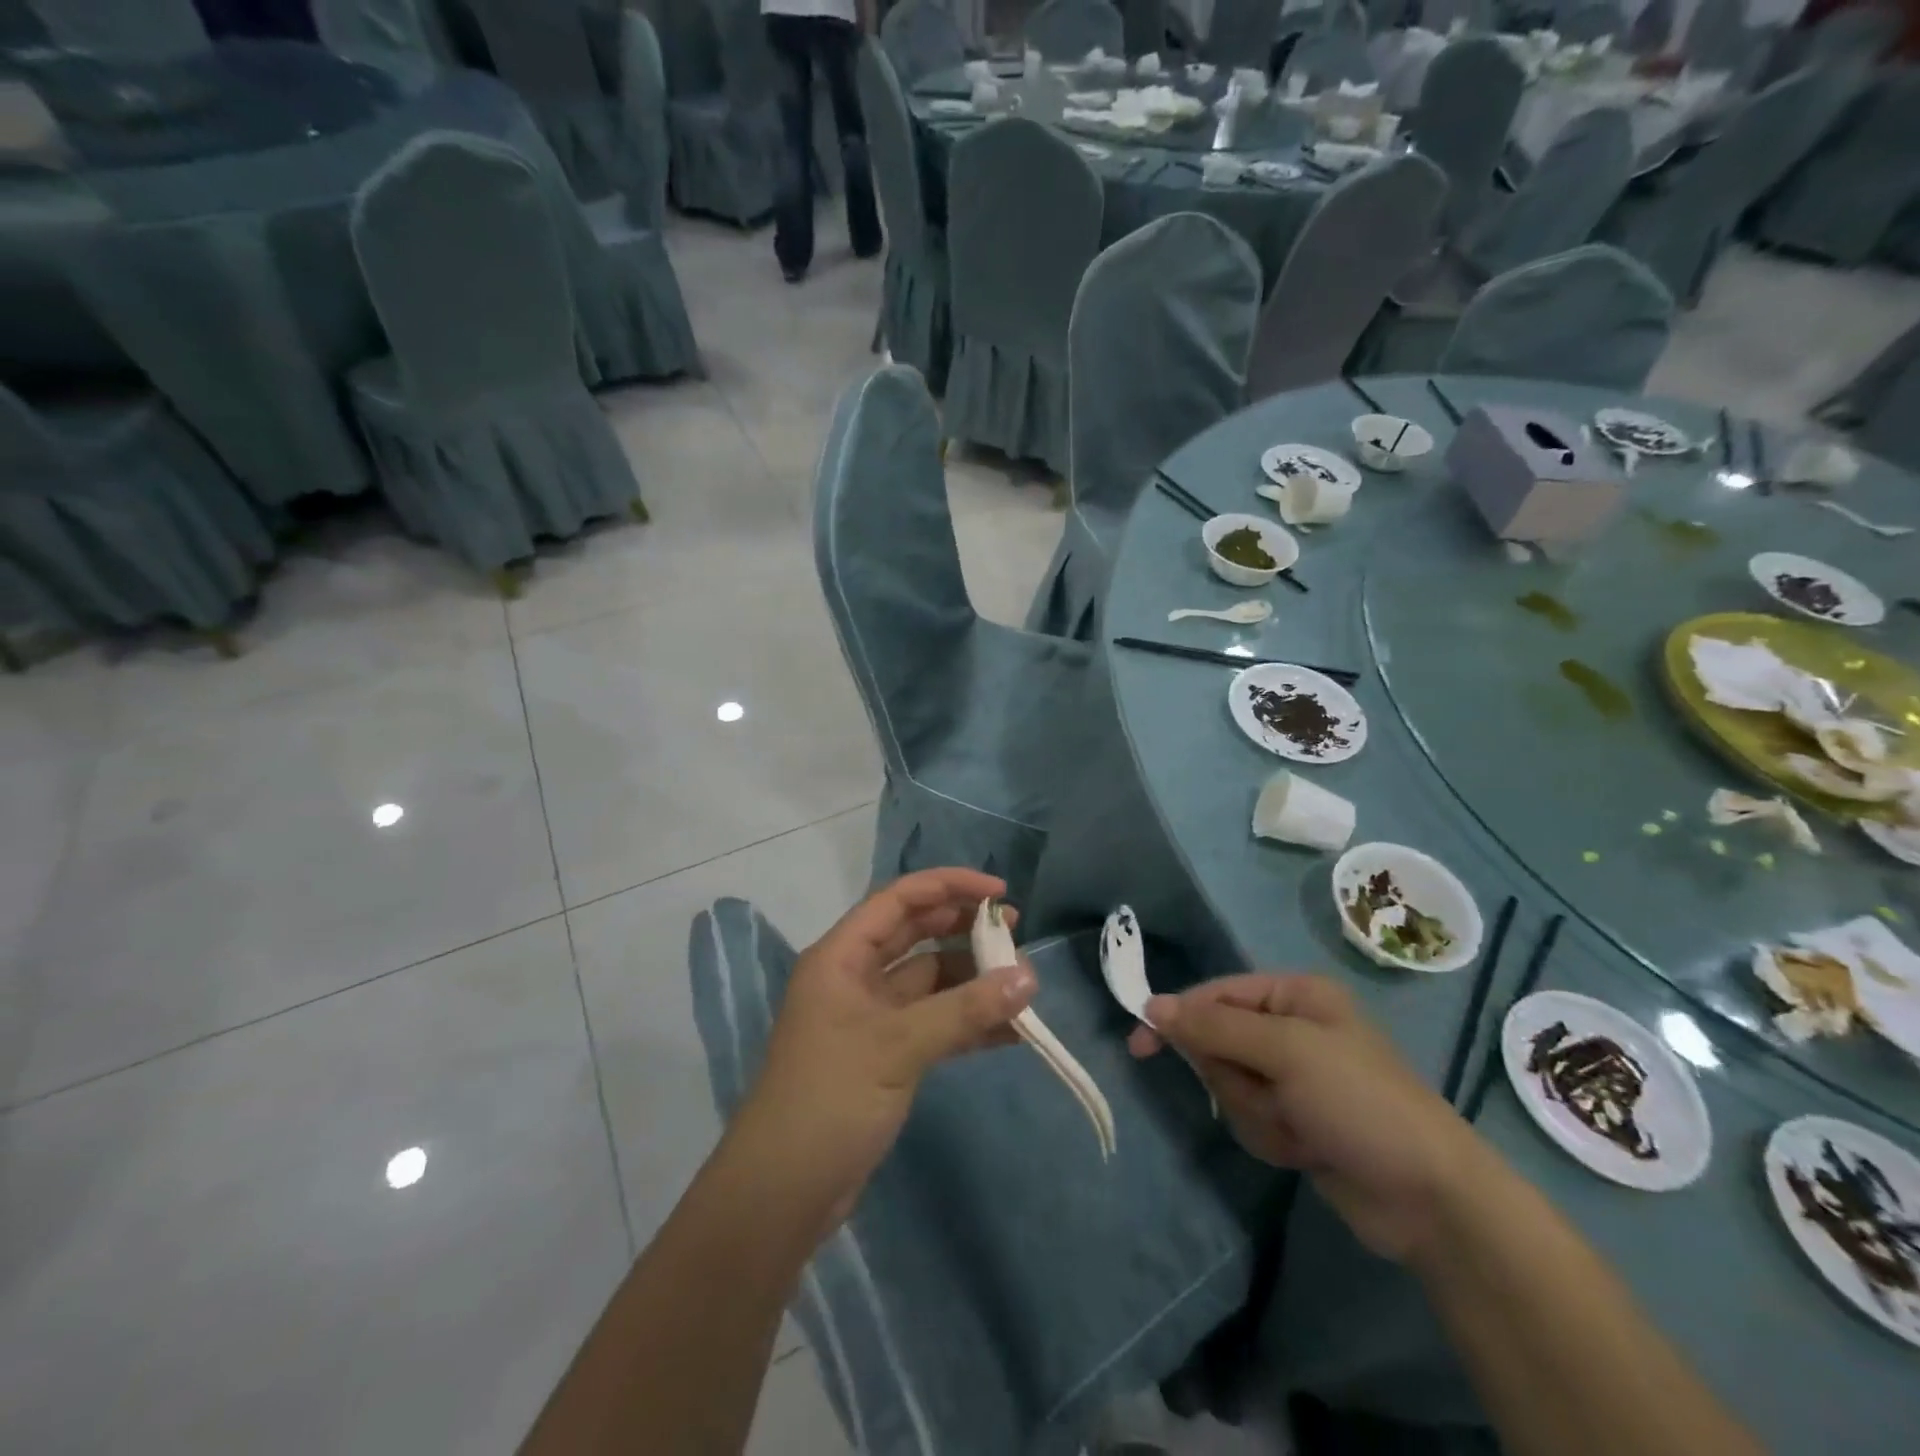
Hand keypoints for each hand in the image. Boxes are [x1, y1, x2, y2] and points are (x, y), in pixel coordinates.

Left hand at [735, 869, 1036, 1233]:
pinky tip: (1010, 1031)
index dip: (948, 886)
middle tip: (1015, 930)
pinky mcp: (885, 1055)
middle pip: (915, 934)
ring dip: (972, 980)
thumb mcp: (898, 1046)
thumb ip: (964, 1010)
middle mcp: (855, 977)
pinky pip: (934, 1023)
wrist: (782, 1193)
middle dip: (964, 929)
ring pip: (929, 981)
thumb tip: (1029, 979)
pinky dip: (968, 1023)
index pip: (899, 900)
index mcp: (841, 956)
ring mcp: (871, 1018)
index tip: (998, 892)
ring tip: (1023, 984)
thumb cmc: (829, 1099)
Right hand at [1130, 974, 1483, 1261]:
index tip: (1140, 1043)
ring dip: (1255, 1112)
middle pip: (1218, 1042)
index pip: (1215, 994)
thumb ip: (1214, 1026)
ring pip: (1230, 1085)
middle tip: (1269, 1099)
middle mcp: (1291, 1028)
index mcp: (1294, 995)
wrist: (1429, 1198)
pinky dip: (1269, 1136)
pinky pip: (1251, 1117)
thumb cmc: (1358, 1102)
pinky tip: (1305, 1149)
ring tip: (1298, 1130)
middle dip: (1235, 1078)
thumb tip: (1152, 1004)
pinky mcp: (1296, 1119)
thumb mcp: (1284, 1052)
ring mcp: (1293, 1077)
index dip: (1178, 1016)